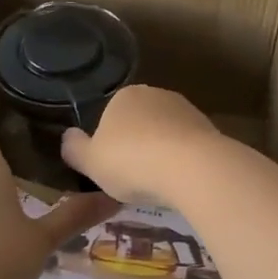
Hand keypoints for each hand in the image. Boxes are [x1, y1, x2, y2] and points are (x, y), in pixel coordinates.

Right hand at [60, 85, 222, 206]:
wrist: (193, 168)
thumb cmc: (132, 162)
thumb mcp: (90, 162)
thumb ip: (74, 148)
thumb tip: (67, 137)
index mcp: (123, 96)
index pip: (110, 116)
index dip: (108, 143)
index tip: (110, 168)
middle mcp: (156, 94)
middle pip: (139, 123)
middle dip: (136, 146)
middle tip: (133, 179)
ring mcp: (186, 109)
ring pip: (165, 134)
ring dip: (161, 154)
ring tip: (158, 185)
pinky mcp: (210, 128)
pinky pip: (188, 147)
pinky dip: (182, 162)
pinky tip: (181, 182)